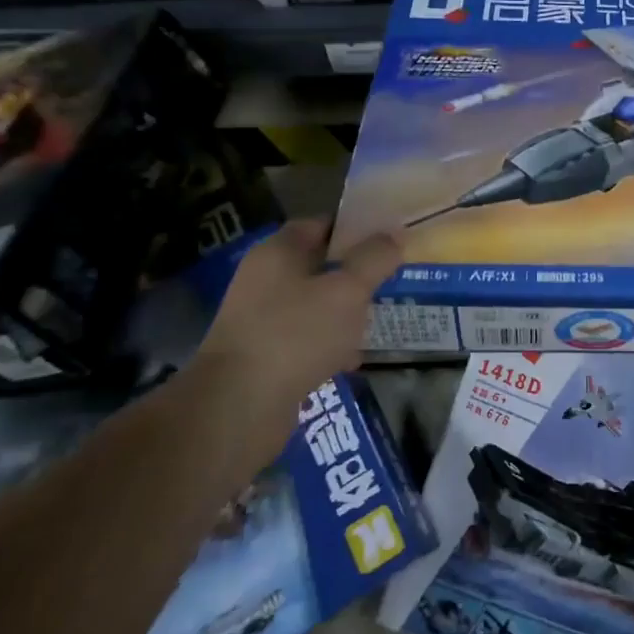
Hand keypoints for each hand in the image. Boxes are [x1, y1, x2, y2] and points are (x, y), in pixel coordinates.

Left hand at [190, 221, 402, 467]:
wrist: (238, 408)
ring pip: (314, 304)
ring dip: (344, 311)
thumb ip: (375, 259)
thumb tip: (394, 234)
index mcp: (278, 252)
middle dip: (355, 273)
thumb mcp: (348, 290)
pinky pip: (305, 339)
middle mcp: (264, 280)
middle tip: (390, 279)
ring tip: (378, 319)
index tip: (388, 239)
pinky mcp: (263, 356)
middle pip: (319, 265)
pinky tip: (352, 359)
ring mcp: (260, 319)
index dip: (356, 228)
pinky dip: (329, 345)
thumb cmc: (296, 334)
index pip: (321, 224)